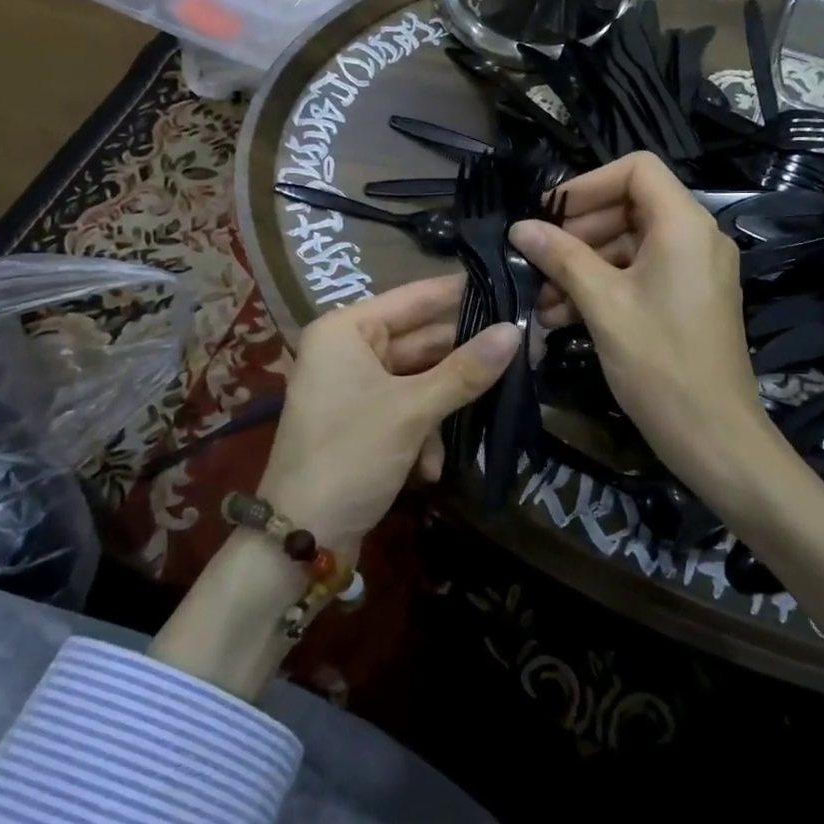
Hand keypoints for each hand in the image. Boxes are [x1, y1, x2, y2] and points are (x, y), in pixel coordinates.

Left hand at [257, 274, 517, 557]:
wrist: (300, 538)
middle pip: (422, 340)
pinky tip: (430, 469)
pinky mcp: (364, 421)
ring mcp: (355, 386)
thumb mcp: (412, 410)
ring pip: (420, 379)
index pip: (415, 298)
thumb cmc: (351, 456)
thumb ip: (465, 370)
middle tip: (523, 351)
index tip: (511, 285)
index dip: (463, 293)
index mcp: (347, 330)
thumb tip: (515, 332)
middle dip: (464, 359)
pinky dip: (423, 434)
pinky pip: (407, 408)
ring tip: (490, 413)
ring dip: (445, 407)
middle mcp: (348, 349)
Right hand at [508, 152, 776, 496]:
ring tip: (541, 298)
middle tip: (537, 258)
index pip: (636, 169)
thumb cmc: (659, 363)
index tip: (549, 213)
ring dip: (583, 265)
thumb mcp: (603, 304)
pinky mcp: (689, 298)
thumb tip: (520, 226)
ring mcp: (695, 269)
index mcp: (684, 225)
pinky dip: (604, 286)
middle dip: (578, 232)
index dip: (587, 184)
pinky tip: (563, 315)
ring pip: (630, 244)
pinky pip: (641, 273)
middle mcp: (696, 237)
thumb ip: (561, 257)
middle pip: (630, 206)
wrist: (714, 436)